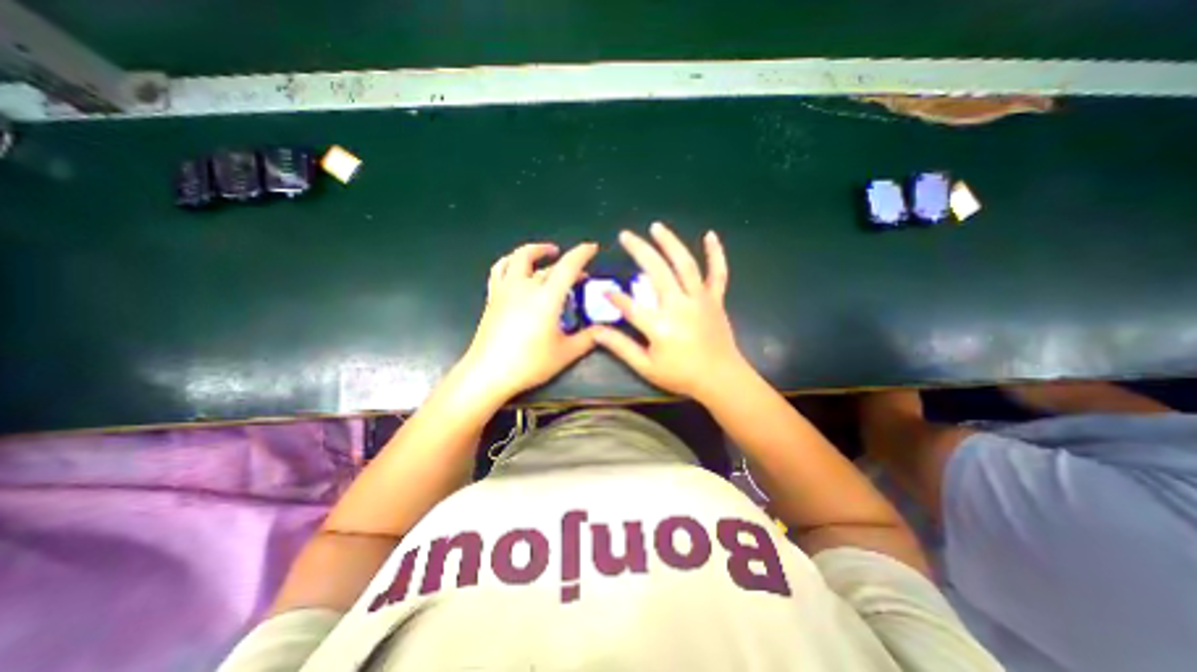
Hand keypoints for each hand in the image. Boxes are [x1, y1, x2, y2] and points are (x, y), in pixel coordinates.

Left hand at [461, 240, 603, 400]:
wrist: (488, 373)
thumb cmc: (529, 363)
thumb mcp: (565, 353)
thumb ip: (588, 339)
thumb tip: (603, 331)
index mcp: (546, 297)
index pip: (567, 266)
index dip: (582, 253)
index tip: (592, 247)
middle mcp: (525, 287)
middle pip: (545, 264)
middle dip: (565, 261)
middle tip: (577, 271)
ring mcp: (505, 290)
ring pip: (517, 258)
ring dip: (534, 251)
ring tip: (545, 253)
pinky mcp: (493, 298)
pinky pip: (500, 270)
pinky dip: (511, 262)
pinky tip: (516, 269)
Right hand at [595, 220, 744, 400]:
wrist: (721, 379)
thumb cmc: (682, 376)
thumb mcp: (647, 367)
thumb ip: (621, 348)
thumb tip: (596, 332)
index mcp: (661, 326)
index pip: (631, 305)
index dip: (615, 296)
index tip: (603, 289)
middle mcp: (680, 306)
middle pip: (657, 271)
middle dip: (639, 250)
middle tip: (625, 235)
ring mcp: (700, 299)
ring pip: (685, 264)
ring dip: (670, 243)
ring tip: (656, 227)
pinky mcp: (715, 299)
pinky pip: (718, 273)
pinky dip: (716, 253)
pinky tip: (710, 235)